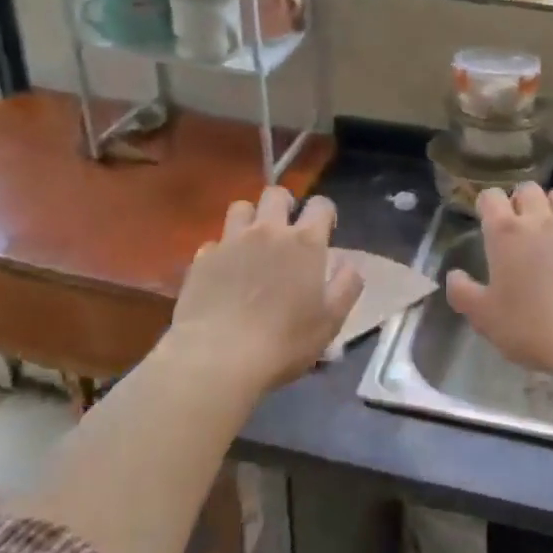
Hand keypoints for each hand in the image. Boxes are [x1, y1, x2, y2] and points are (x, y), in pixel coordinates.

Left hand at [172, 186, 363, 392]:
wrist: (217, 358)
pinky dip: (222, 251)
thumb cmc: (284, 341)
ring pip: (240, 208)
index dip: (325, 213)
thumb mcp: (331, 321)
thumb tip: (350, 263)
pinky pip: (214, 242)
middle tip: (286, 230)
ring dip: (250, 219)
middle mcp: (268, 231)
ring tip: (253, 243)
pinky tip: (224, 273)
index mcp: (304, 242)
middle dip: (285, 204)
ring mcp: (231, 242)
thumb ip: (347, 285)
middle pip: (276, 194)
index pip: (321, 205)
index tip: (326, 231)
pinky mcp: (202, 260)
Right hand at [445, 184, 552, 376]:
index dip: (487, 204)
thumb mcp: (484, 317)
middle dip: (520, 200)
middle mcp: (539, 220)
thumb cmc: (530, 326)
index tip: (486, 219)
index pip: (491, 196)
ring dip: (551, 206)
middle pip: (527, 189)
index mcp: (505, 232)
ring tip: (549, 230)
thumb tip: (454, 275)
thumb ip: (463, 293)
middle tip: (517, 226)